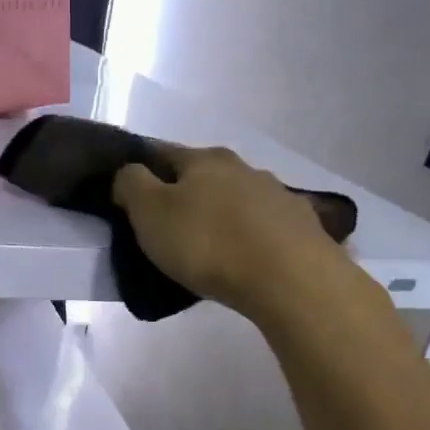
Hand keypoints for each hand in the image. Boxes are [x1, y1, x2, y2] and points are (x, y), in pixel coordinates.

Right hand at [113, 145, 355, 325]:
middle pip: (203, 175)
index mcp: (204, 159)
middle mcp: (243, 167)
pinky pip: (264, 226)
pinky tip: (245, 257)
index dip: (142, 170)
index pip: (162, 152)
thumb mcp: (151, 213)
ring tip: (209, 247)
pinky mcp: (301, 226)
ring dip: (220, 214)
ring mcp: (277, 195)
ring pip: (236, 199)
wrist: (288, 278)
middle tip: (168, 227)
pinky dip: (250, 236)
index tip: (130, 195)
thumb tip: (128, 172)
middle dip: (185, 194)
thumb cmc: (208, 243)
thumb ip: (131, 184)